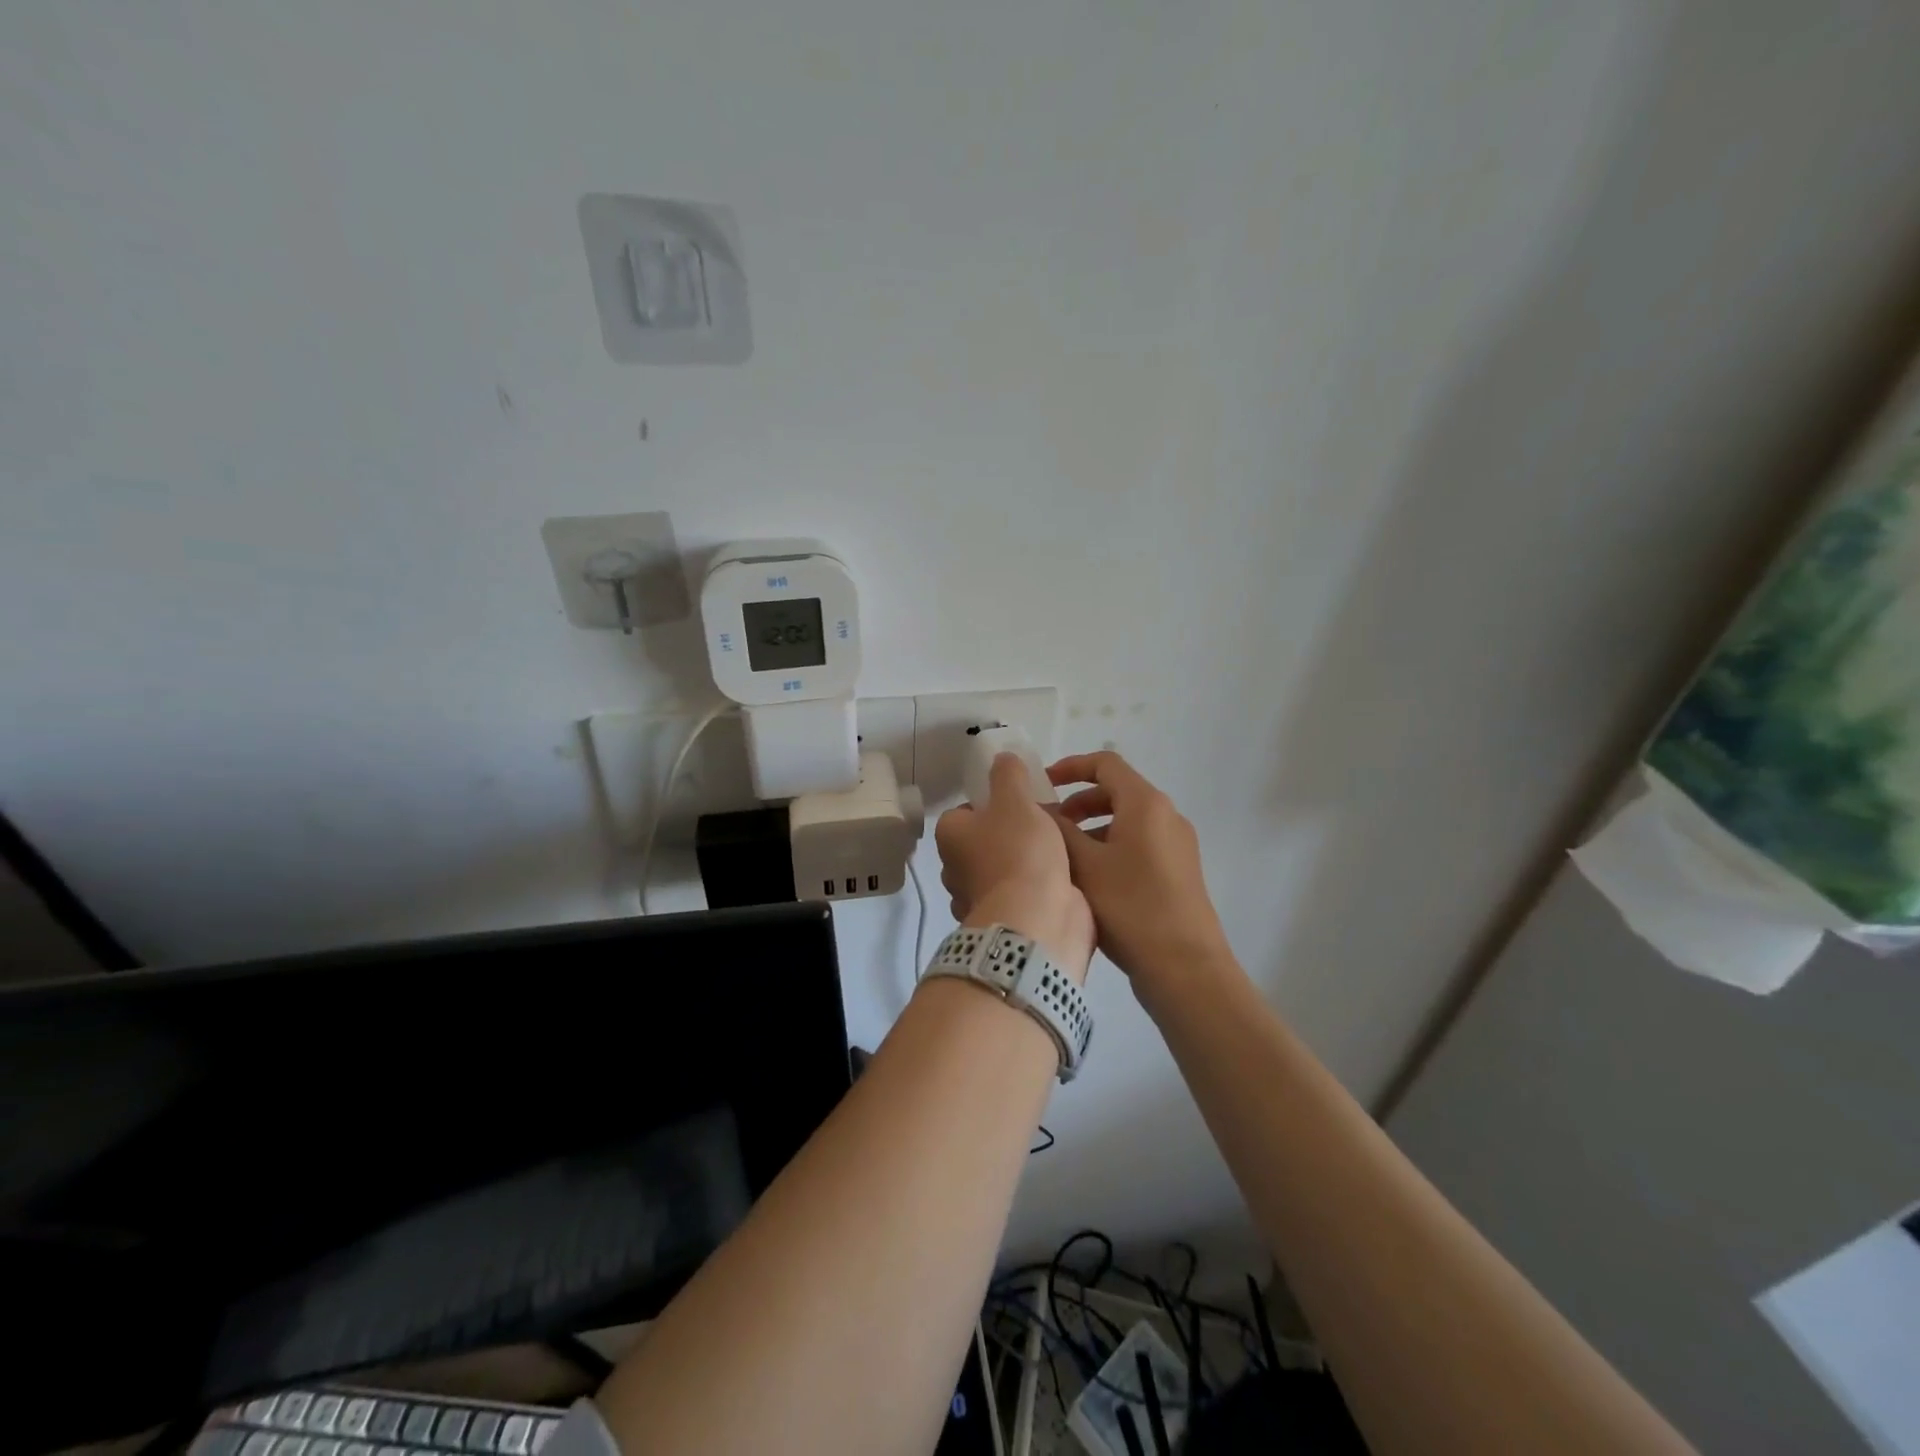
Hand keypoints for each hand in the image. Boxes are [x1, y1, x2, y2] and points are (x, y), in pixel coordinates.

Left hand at [935, 754, 1095, 980]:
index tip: (1022, 804)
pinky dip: (1036, 889)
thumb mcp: (1016, 800)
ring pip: (1003, 870)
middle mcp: (955, 869)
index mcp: (950, 836)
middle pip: (984, 841)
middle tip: (1045, 824)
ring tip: (1061, 850)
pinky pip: (1020, 896)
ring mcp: (978, 900)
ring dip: (1026, 863)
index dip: (993, 804)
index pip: (966, 811)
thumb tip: (1001, 757)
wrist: (1036, 921)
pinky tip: (1062, 880)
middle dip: (1011, 835)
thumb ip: (1009, 775)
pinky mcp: (1004, 922)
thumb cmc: (1020, 852)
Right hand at [1049, 751, 1231, 1002]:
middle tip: (1049, 826)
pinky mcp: (1179, 871)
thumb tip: (1039, 809)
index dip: (1070, 767)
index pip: (1105, 763)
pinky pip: (1140, 843)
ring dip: (1093, 827)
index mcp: (1146, 803)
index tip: (1042, 784)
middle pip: (1117, 791)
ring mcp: (1177, 844)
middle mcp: (1167, 815)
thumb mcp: (1084, 865)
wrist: (1184, 966)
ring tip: (1065, 856)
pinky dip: (1111, 847)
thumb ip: (1058, 830)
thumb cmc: (1130, 906)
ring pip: (1127, 820)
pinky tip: (1091, 880)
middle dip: (1078, 802)